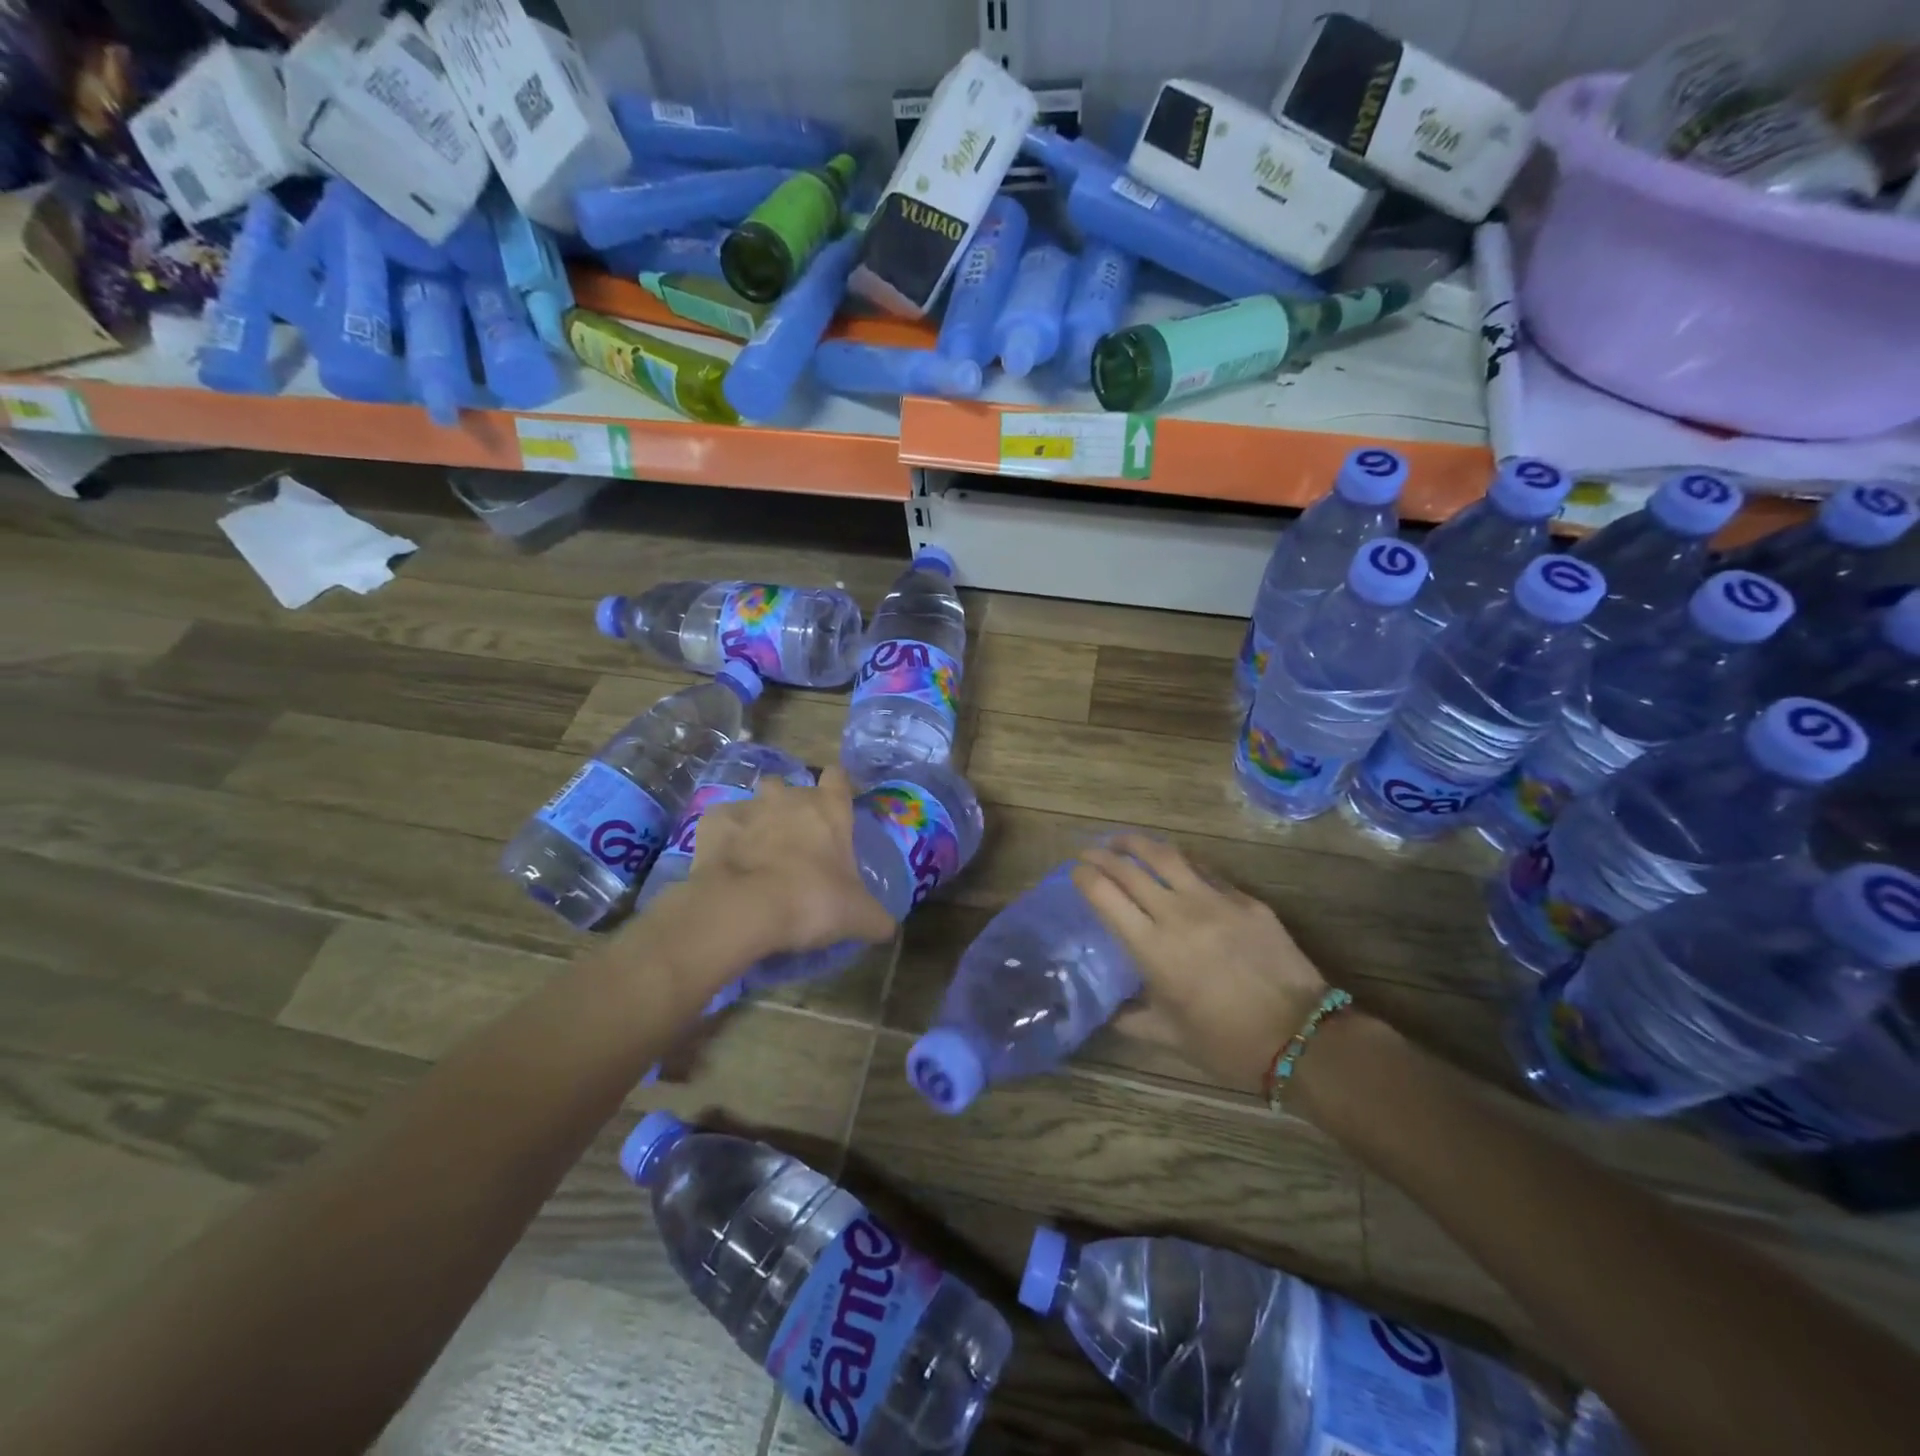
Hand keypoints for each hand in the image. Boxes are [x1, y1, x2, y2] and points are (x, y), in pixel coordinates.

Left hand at [680, 766, 897, 956]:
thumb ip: (877, 917)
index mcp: (830, 809)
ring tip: (759, 851)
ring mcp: (750, 805)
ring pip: (758, 800)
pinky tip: (727, 862)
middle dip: (794, 808)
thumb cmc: (812, 901)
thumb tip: (888, 928)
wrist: (743, 908)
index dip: (837, 790)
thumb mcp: (858, 916)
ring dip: (760, 818)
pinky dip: (725, 837)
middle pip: (794, 788)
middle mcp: (790, 797)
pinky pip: (723, 822)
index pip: (838, 777)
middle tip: (796, 844)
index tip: (835, 810)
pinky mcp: (714, 821)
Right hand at [1071, 834, 1330, 1094]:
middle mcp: (1177, 914)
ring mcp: (1214, 901)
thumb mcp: (1170, 1037)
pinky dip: (1180, 862)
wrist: (1302, 1037)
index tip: (1074, 871)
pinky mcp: (1245, 899)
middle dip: (1101, 855)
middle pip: (1129, 869)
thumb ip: (1134, 1019)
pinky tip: (1174, 863)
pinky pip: (1204, 870)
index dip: (1084, 877)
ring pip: (1166, 856)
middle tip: (1088, 852)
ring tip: (1122, 841)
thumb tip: (1111, 1012)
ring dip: (1137, 843)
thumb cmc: (1228, 1043)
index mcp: (1152, 948)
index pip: (1105, 895)